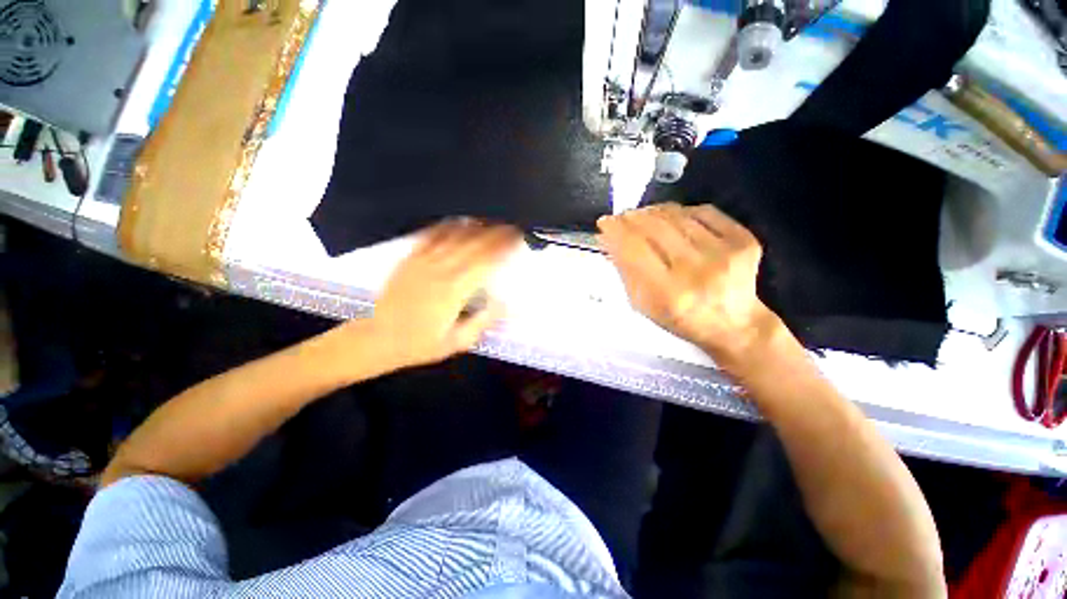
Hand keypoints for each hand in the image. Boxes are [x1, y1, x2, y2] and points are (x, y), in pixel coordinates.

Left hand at [369, 219, 520, 368]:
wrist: (377, 339)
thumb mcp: (457, 342)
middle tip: (511, 225)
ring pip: (454, 236)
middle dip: (495, 232)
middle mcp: (440, 270)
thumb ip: (483, 321)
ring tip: (492, 219)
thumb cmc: (420, 344)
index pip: (486, 261)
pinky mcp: (410, 258)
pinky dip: (448, 225)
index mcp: (454, 290)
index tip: (517, 238)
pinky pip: (431, 235)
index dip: (503, 247)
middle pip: (474, 244)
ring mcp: (423, 261)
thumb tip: (506, 303)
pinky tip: (459, 220)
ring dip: (476, 226)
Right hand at [598, 203, 782, 367]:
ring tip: (643, 217)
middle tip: (622, 217)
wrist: (735, 324)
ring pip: (677, 215)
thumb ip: (625, 270)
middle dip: (631, 217)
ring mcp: (724, 252)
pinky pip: (703, 211)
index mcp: (668, 292)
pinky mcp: (744, 239)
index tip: (605, 222)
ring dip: (653, 212)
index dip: (615, 230)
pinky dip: (682, 211)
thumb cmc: (681, 318)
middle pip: (654, 226)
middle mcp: (696, 270)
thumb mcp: (644, 304)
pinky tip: (673, 219)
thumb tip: (609, 238)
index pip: (633, 248)